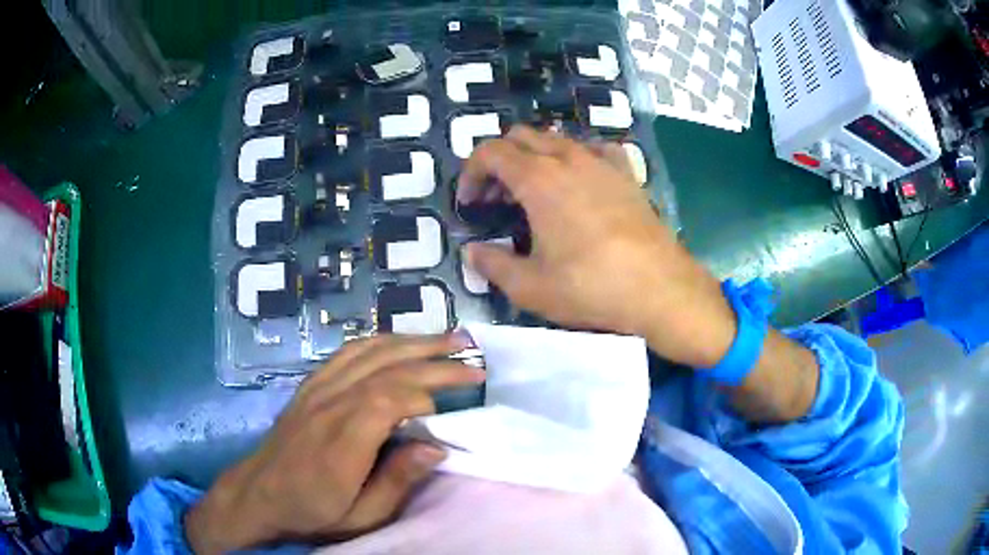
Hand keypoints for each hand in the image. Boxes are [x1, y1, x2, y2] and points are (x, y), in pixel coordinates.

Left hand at [184, 333, 482, 553]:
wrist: (259, 494)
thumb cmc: (312, 511)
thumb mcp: (360, 516)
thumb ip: (398, 481)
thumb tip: (437, 447)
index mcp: (343, 439)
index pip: (390, 398)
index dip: (429, 391)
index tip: (463, 396)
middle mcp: (331, 403)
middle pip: (387, 367)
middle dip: (434, 358)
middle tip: (473, 354)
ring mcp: (318, 388)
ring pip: (370, 351)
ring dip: (412, 341)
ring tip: (448, 337)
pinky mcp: (311, 384)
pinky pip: (348, 352)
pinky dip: (380, 341)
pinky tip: (399, 341)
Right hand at [458, 126, 736, 366]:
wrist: (660, 289)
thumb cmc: (591, 288)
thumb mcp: (530, 287)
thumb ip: (492, 265)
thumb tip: (472, 252)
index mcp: (538, 179)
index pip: (490, 151)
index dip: (471, 173)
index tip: (469, 203)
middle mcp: (569, 159)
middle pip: (521, 136)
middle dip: (499, 161)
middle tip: (496, 198)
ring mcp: (602, 163)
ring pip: (556, 139)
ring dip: (534, 157)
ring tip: (533, 193)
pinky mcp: (626, 175)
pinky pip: (594, 150)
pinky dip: (575, 157)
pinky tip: (578, 182)